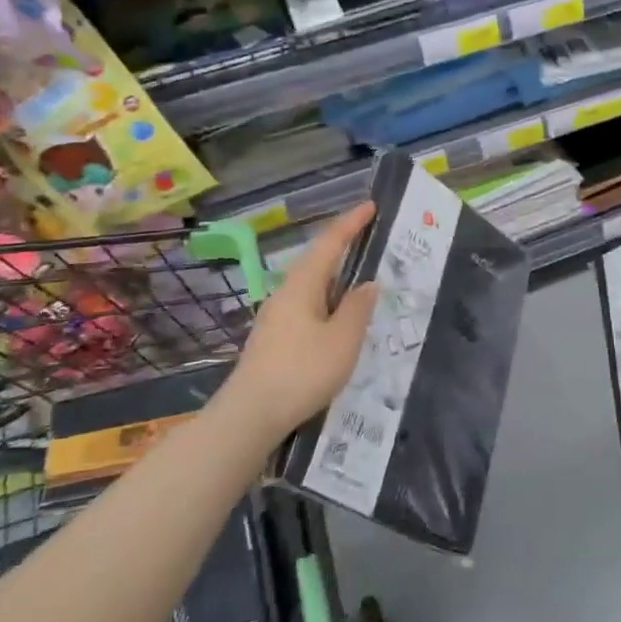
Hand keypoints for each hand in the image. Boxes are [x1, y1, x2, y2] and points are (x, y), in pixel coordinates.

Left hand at [227, 203, 379, 442]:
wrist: (250, 416)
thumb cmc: (302, 372)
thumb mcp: (343, 340)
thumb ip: (358, 308)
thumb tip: (368, 284)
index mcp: (302, 285)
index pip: (329, 244)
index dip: (351, 224)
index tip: (371, 205)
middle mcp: (286, 294)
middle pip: (317, 261)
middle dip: (343, 248)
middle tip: (370, 240)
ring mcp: (276, 318)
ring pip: (311, 286)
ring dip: (336, 278)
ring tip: (361, 280)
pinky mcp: (273, 340)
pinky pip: (307, 307)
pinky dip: (328, 301)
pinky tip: (338, 319)